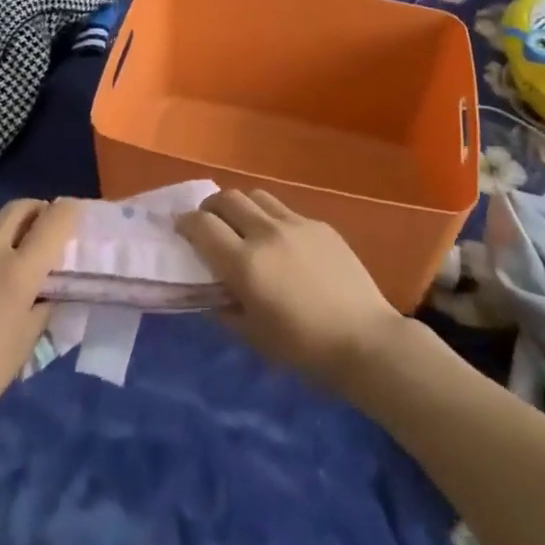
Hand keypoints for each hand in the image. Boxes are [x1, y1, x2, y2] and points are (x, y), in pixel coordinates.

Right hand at [176, 189, 406, 391]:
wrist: (364, 340)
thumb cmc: (303, 349)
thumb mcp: (253, 336)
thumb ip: (224, 308)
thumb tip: (210, 290)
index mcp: (245, 264)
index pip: (202, 226)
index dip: (185, 223)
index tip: (180, 230)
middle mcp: (266, 233)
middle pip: (227, 199)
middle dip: (210, 207)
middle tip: (208, 224)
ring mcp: (295, 223)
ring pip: (256, 195)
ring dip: (241, 206)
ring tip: (242, 225)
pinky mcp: (319, 224)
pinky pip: (285, 210)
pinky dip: (270, 218)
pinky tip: (280, 242)